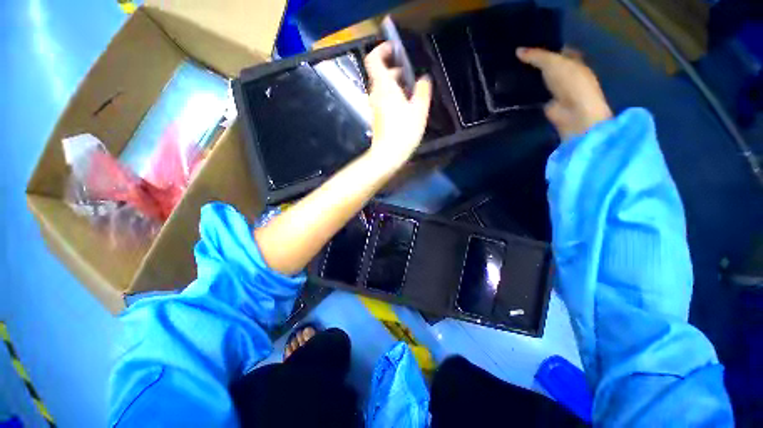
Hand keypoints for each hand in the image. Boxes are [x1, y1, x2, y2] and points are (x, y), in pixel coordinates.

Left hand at [364, 42, 432, 169]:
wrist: (387, 155)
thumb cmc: (403, 132)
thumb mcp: (419, 111)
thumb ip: (423, 91)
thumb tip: (424, 79)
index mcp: (384, 87)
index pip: (374, 60)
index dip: (382, 51)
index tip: (394, 50)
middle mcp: (375, 94)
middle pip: (380, 75)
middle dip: (395, 72)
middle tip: (410, 77)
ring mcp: (374, 107)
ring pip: (382, 89)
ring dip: (395, 86)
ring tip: (411, 93)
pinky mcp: (376, 118)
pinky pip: (382, 101)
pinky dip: (392, 98)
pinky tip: (404, 108)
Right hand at [517, 47, 611, 139]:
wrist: (573, 112)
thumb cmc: (570, 82)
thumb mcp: (553, 63)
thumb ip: (536, 56)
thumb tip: (517, 50)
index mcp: (573, 60)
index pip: (557, 50)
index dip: (543, 46)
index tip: (525, 45)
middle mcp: (565, 74)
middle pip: (546, 66)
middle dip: (533, 63)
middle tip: (513, 59)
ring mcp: (555, 90)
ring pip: (539, 81)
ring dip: (527, 79)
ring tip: (508, 73)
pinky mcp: (546, 104)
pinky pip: (533, 95)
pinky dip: (524, 93)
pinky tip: (511, 89)